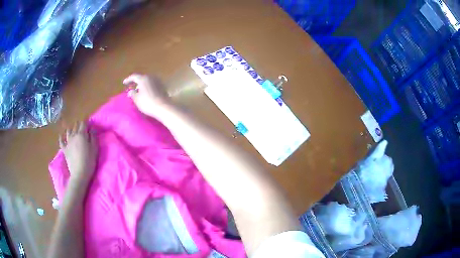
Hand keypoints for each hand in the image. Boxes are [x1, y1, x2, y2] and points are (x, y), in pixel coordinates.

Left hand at [59, 122, 97, 184]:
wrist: (79, 173)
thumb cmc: (89, 161)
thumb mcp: (95, 149)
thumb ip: (93, 137)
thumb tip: (92, 129)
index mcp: (82, 134)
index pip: (84, 123)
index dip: (87, 123)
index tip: (90, 125)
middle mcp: (74, 135)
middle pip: (76, 126)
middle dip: (79, 125)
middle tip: (83, 129)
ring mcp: (68, 142)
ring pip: (68, 131)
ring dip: (71, 129)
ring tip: (74, 131)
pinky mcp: (64, 149)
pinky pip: (61, 141)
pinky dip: (61, 138)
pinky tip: (61, 136)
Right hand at [123, 74, 170, 116]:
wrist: (164, 107)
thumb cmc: (147, 102)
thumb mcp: (137, 99)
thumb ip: (132, 94)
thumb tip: (130, 91)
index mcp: (143, 78)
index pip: (134, 76)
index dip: (128, 79)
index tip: (124, 83)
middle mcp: (151, 77)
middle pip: (142, 78)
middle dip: (136, 82)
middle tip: (131, 87)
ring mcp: (158, 81)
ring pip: (148, 81)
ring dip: (142, 85)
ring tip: (138, 91)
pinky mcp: (163, 86)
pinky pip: (152, 85)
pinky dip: (148, 87)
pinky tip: (146, 93)